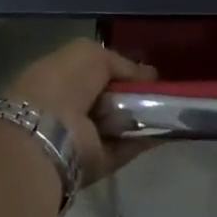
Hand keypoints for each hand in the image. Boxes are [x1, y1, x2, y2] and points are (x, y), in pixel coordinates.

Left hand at [4, 38, 158, 180]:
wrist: (47, 131)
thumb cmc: (63, 83)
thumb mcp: (90, 54)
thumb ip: (120, 62)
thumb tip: (147, 74)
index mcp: (58, 77)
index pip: (93, 73)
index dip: (119, 71)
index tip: (146, 74)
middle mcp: (67, 108)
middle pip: (108, 100)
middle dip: (133, 95)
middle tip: (160, 92)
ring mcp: (80, 137)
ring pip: (118, 125)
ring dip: (142, 118)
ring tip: (168, 109)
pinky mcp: (95, 162)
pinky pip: (124, 149)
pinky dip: (145, 140)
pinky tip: (166, 129)